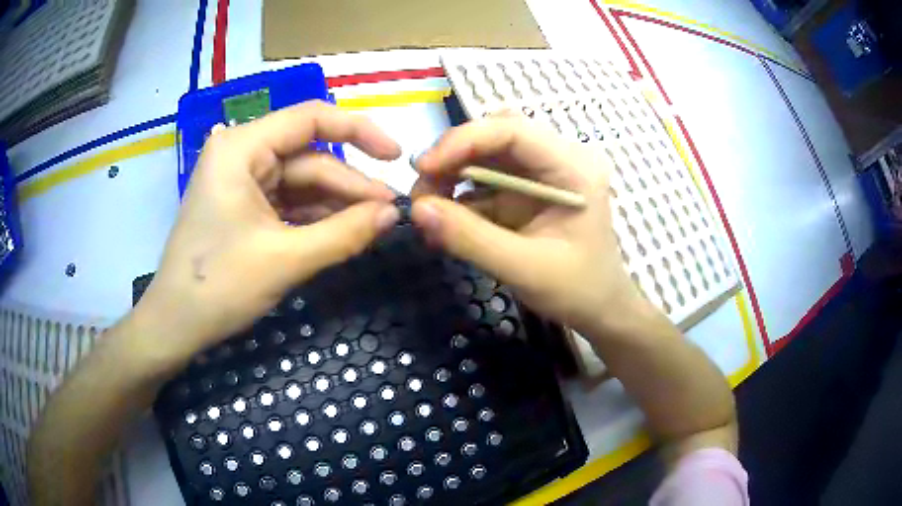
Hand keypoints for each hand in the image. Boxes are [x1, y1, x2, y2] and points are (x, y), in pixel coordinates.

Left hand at [136, 101, 400, 363]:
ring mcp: (241, 181)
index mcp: (242, 147)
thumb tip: (395, 214)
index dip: (359, 131)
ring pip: (301, 182)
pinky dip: (316, 217)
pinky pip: (288, 202)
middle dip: (350, 186)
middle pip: (309, 158)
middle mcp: (241, 154)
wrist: (175, 326)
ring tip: (374, 225)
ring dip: (336, 204)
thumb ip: (344, 233)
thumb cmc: (219, 287)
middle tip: (392, 212)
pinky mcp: (243, 206)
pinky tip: (343, 231)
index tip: (395, 156)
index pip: (311, 118)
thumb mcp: (286, 259)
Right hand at [411, 115, 643, 333]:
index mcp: (573, 167)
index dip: (463, 140)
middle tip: (422, 192)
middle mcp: (558, 158)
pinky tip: (443, 221)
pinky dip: (460, 197)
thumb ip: (470, 237)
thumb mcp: (524, 268)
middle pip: (496, 135)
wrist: (599, 310)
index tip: (424, 167)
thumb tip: (416, 210)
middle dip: (453, 157)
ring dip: (452, 176)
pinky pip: (486, 181)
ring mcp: (541, 174)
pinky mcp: (526, 192)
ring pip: (486, 154)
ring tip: (427, 209)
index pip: (513, 130)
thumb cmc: (577, 290)